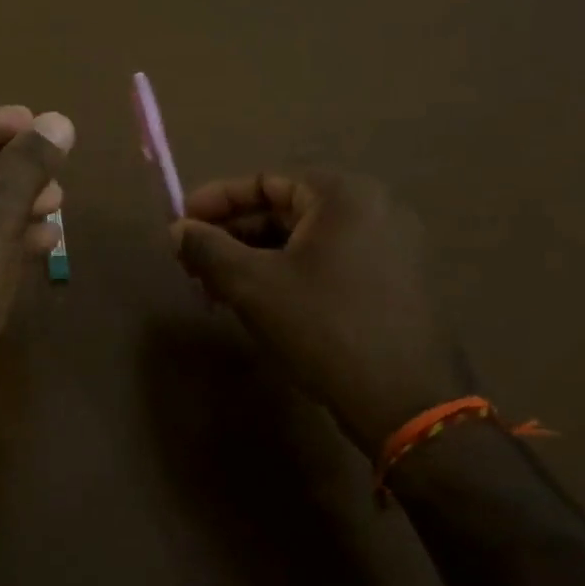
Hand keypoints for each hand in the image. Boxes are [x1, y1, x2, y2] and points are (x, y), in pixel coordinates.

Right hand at [171, 172, 472, 453]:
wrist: (408, 403)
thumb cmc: (323, 327)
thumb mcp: (252, 284)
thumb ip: (207, 248)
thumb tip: (176, 230)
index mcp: (343, 195)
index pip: (264, 182)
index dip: (215, 202)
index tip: (180, 225)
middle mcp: (375, 208)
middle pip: (285, 210)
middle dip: (233, 236)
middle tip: (194, 263)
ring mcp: (392, 247)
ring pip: (305, 240)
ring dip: (256, 258)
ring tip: (219, 289)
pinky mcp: (397, 282)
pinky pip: (329, 263)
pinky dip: (289, 274)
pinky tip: (260, 303)